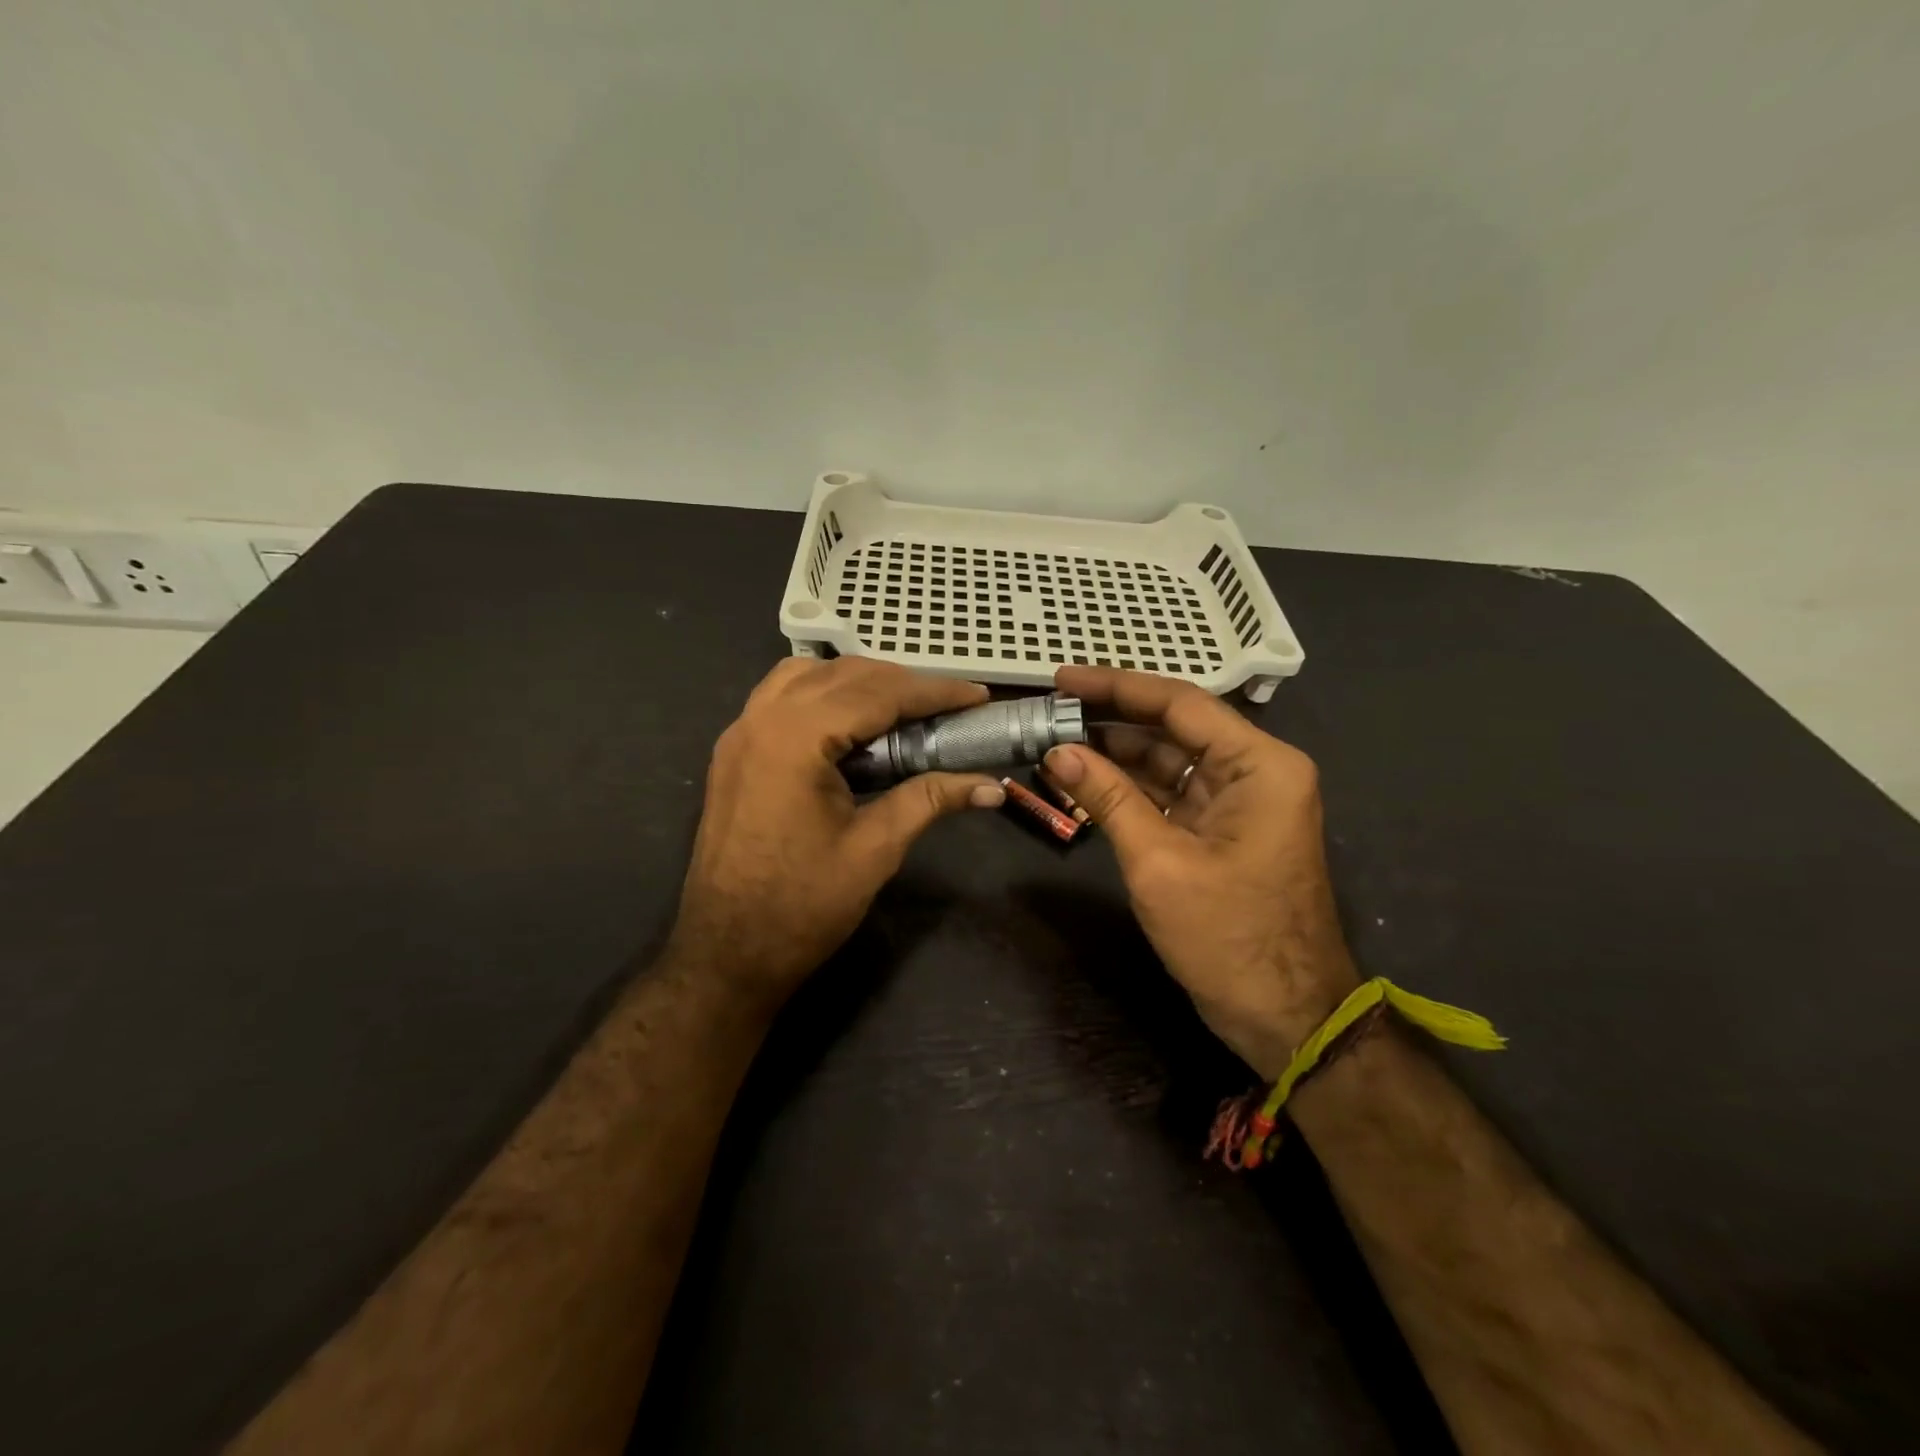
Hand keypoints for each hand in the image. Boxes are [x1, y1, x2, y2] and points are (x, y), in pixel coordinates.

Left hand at [670, 658, 1005, 1008]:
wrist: (727, 953)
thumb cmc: (802, 906)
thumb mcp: (875, 850)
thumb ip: (930, 801)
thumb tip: (990, 787)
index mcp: (795, 739)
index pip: (877, 694)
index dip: (934, 692)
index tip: (978, 696)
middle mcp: (761, 719)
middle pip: (843, 674)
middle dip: (901, 683)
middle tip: (949, 706)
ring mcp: (739, 733)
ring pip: (807, 675)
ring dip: (858, 682)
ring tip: (903, 709)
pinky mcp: (734, 752)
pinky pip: (781, 697)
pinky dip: (822, 694)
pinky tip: (850, 723)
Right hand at [1044, 666, 1358, 1077]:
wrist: (1285, 1018)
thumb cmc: (1228, 938)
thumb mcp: (1159, 863)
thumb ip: (1108, 798)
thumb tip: (1057, 750)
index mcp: (1259, 765)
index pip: (1180, 703)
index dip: (1116, 687)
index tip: (1062, 677)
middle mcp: (1255, 770)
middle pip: (1174, 726)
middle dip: (1111, 718)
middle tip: (1050, 709)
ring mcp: (1240, 801)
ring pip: (1169, 759)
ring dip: (1116, 753)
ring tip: (1056, 739)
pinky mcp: (1223, 829)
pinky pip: (1171, 793)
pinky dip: (1130, 787)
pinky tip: (1085, 779)